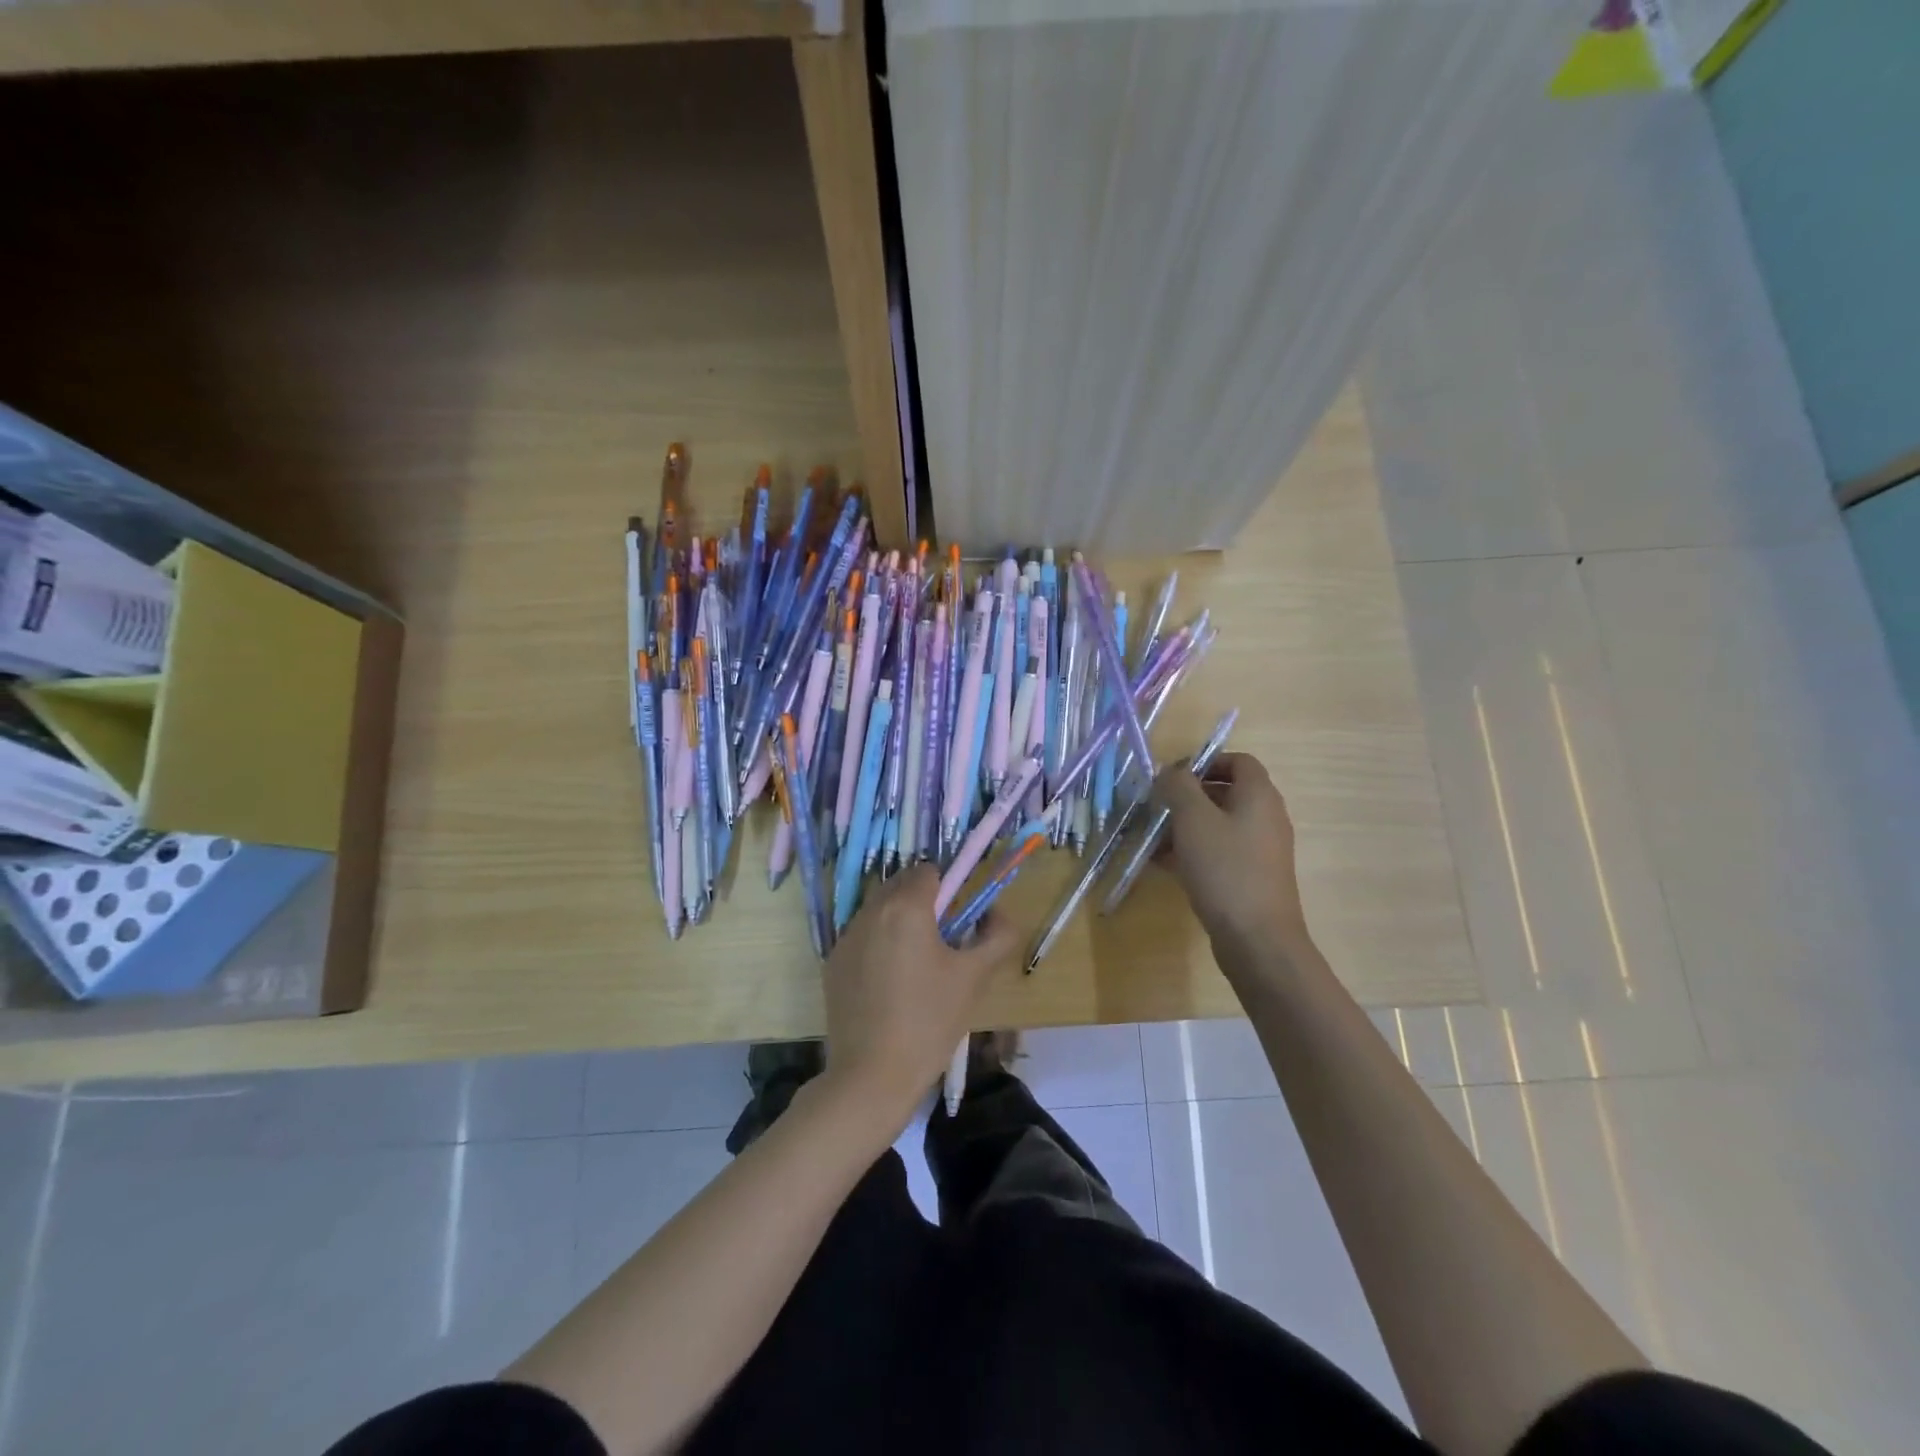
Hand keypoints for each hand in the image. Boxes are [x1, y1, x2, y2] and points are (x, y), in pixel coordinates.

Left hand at [820, 865, 1017, 1126]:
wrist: (871, 1076)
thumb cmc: (929, 1022)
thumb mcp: (974, 977)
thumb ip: (997, 936)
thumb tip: (998, 915)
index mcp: (906, 908)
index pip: (928, 871)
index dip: (948, 887)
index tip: (958, 917)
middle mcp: (871, 912)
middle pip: (900, 885)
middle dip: (922, 900)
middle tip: (942, 938)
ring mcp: (846, 937)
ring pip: (878, 909)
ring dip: (898, 920)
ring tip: (916, 962)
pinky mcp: (832, 963)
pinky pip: (861, 936)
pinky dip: (877, 943)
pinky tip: (889, 982)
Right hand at [1150, 752, 1310, 958]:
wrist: (1257, 939)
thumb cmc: (1225, 869)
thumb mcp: (1193, 819)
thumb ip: (1178, 786)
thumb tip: (1170, 772)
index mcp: (1259, 796)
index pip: (1238, 761)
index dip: (1205, 761)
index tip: (1172, 776)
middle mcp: (1266, 817)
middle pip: (1226, 792)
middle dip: (1188, 796)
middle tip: (1156, 806)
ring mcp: (1260, 850)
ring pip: (1219, 825)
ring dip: (1185, 826)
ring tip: (1152, 837)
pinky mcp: (1251, 877)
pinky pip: (1219, 852)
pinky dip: (1193, 851)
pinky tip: (1163, 864)